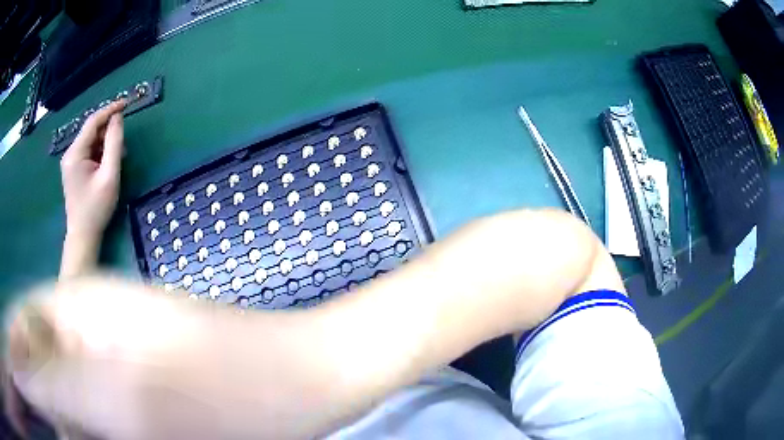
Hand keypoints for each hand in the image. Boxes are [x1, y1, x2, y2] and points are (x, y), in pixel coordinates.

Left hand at [60, 101, 125, 242]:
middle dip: (109, 132)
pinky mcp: (74, 169)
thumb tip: (118, 118)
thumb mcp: (109, 175)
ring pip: (91, 141)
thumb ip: (114, 144)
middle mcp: (70, 153)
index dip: (110, 109)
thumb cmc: (96, 208)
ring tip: (117, 160)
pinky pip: (89, 151)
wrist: (83, 236)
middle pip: (92, 130)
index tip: (127, 103)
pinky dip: (100, 153)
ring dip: (106, 144)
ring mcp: (71, 162)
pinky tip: (107, 165)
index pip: (93, 121)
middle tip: (123, 146)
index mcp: (75, 153)